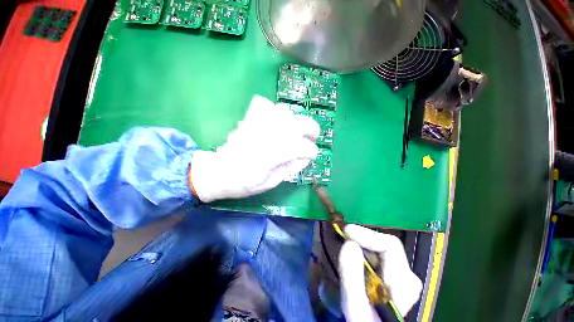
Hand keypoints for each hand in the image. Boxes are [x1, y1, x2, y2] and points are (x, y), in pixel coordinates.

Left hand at [190, 95, 319, 202]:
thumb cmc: (244, 183)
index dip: (311, 151)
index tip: (312, 155)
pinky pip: (267, 105)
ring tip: (296, 130)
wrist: (218, 172)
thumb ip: (290, 169)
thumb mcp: (271, 183)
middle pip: (297, 123)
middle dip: (311, 128)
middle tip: (313, 136)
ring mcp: (257, 125)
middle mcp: (267, 136)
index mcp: (271, 156)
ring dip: (296, 120)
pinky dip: (276, 111)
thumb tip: (305, 157)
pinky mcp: (249, 120)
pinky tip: (277, 121)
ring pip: (284, 111)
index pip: (301, 147)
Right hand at [339, 225, 422, 321]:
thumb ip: (352, 277)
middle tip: (342, 240)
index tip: (346, 231)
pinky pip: (374, 255)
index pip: (390, 246)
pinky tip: (353, 261)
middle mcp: (406, 276)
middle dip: (361, 241)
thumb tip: (349, 243)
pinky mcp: (390, 275)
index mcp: (404, 284)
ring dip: (360, 247)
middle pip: (384, 245)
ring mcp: (399, 275)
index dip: (367, 235)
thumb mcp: (355, 307)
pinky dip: (361, 253)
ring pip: (378, 249)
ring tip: (346, 255)